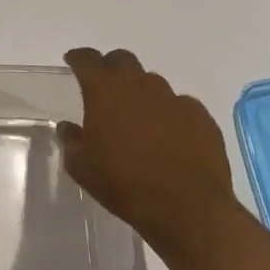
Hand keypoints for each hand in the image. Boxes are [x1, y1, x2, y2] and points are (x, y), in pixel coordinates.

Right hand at [58, 47, 240, 256]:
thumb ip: (71, 140)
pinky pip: (181, 105)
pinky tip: (171, 137)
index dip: (78, 58)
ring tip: (140, 120)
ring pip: (152, 83)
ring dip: (142, 94)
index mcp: (104, 90)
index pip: (86, 58)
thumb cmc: (124, 184)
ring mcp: (174, 98)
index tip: (73, 62)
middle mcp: (139, 84)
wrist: (188, 210)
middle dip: (111, 68)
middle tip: (106, 90)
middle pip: (122, 60)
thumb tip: (69, 128)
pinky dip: (171, 114)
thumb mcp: (81, 167)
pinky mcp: (201, 117)